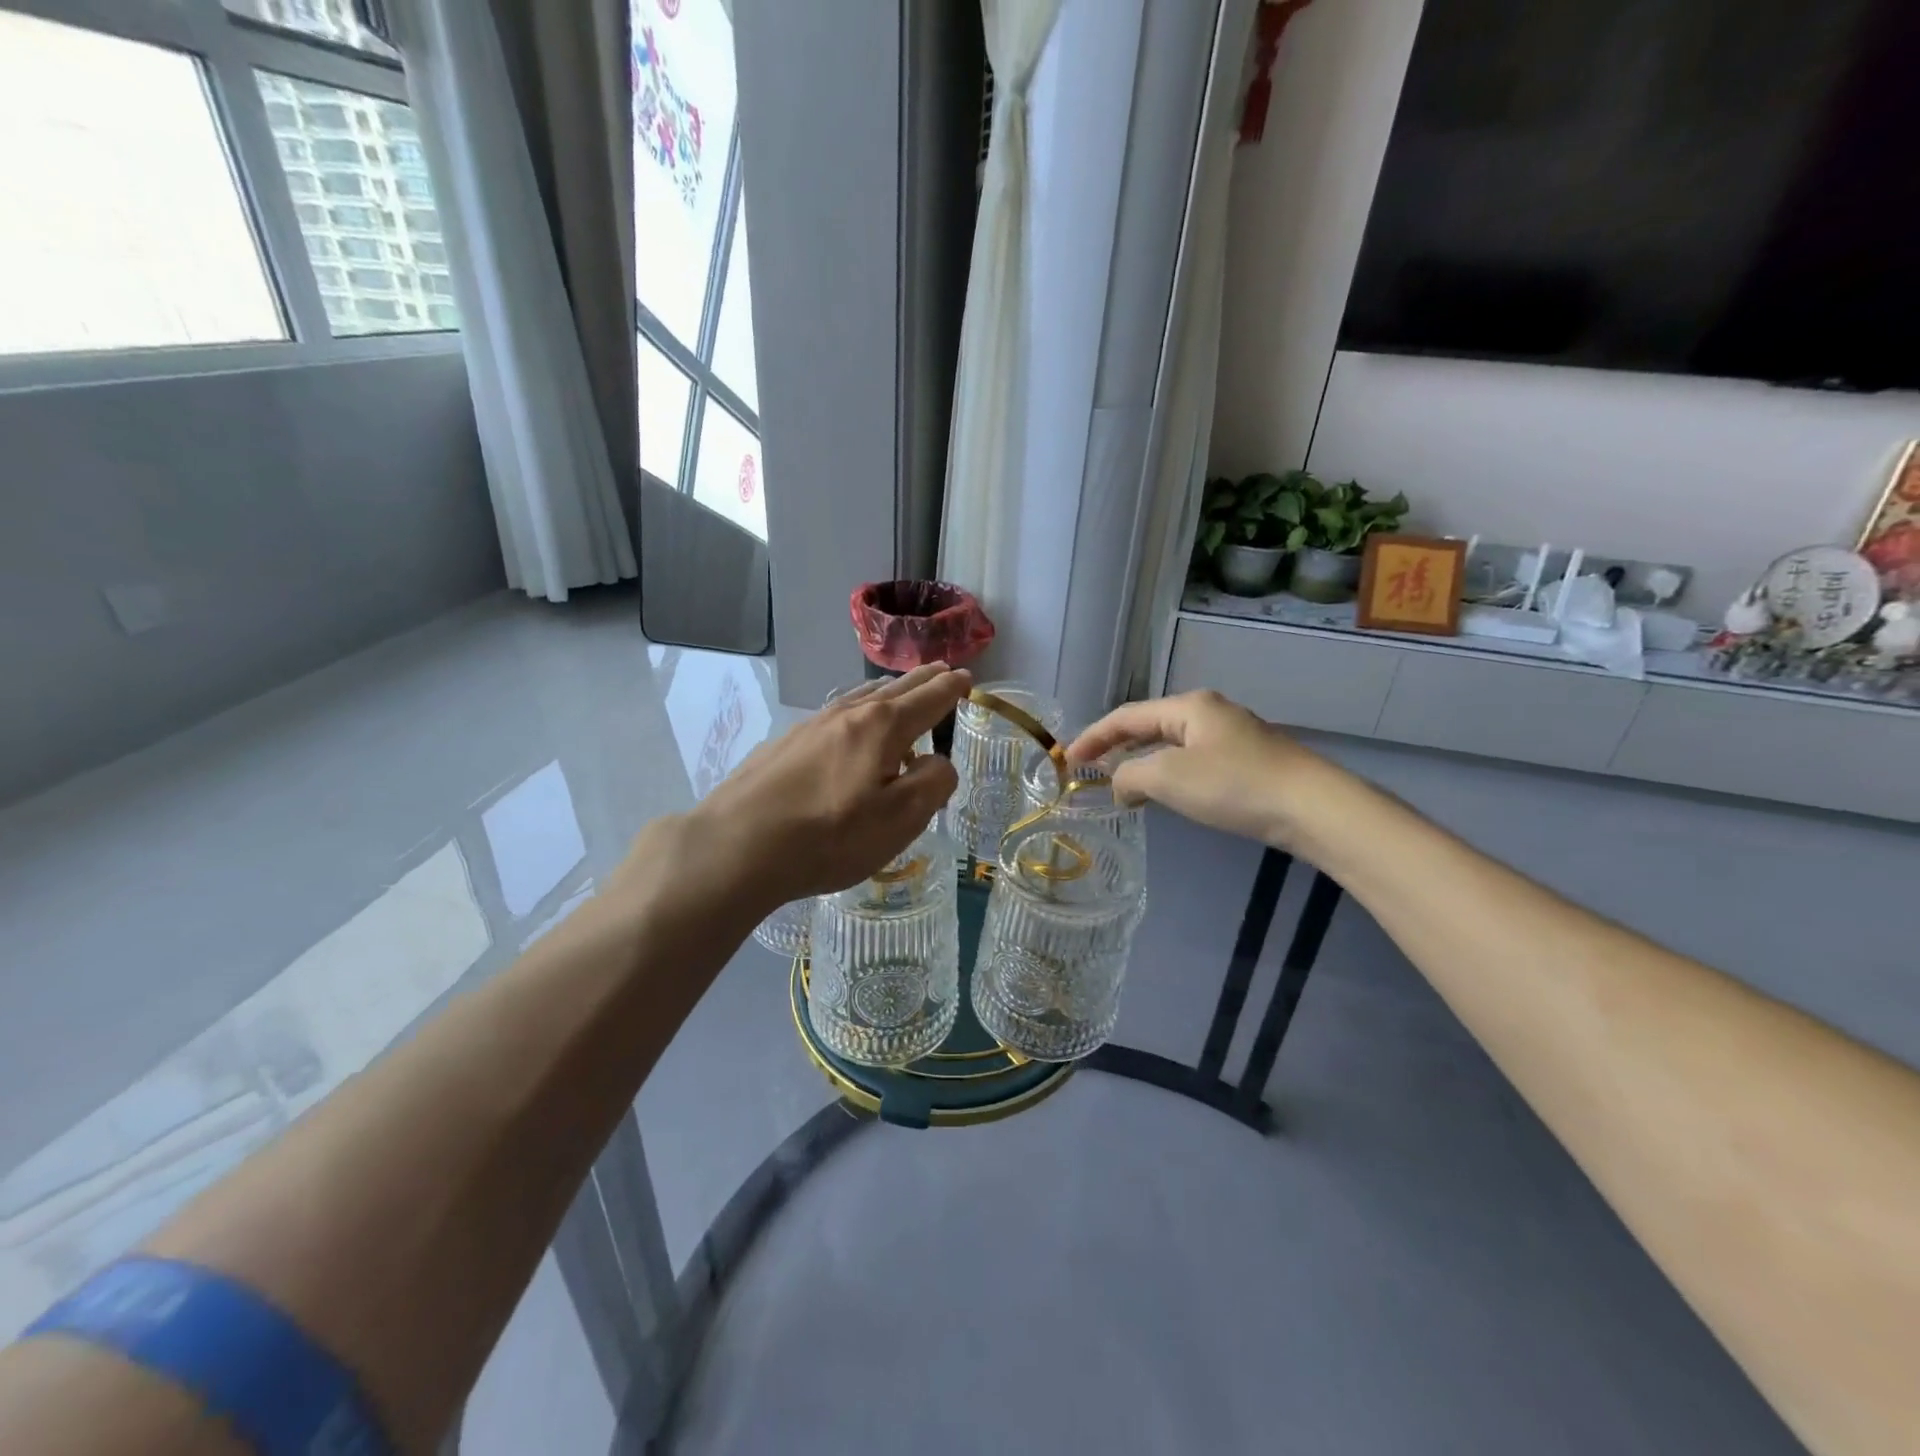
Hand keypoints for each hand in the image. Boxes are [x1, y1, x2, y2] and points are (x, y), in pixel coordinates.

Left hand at [680, 665, 968, 911]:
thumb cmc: (828, 837)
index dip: (951, 688)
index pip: (928, 698)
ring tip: (901, 692)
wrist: (736, 846)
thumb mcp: (899, 820)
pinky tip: (850, 727)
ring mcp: (811, 725)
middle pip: (894, 689)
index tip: (966, 680)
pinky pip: (836, 714)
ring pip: (861, 697)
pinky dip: (858, 711)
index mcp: (882, 727)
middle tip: (942, 672)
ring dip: (889, 691)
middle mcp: (847, 714)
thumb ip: (932, 784)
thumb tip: (938, 761)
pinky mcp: (785, 743)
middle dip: (923, 680)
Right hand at [1066, 690, 1335, 847]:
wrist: (1311, 808)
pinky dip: (1169, 774)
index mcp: (1188, 706)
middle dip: (1116, 746)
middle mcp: (1209, 712)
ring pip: (1172, 744)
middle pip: (1149, 725)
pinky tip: (1166, 792)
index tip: (1068, 758)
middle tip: (1089, 768)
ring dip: (1142, 762)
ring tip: (1120, 783)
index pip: (1126, 716)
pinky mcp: (1248, 761)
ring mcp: (1232, 735)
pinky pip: (1193, 761)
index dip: (1093, 736)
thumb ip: (1131, 776)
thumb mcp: (1169, 778)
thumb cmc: (1233, 785)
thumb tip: (1119, 785)